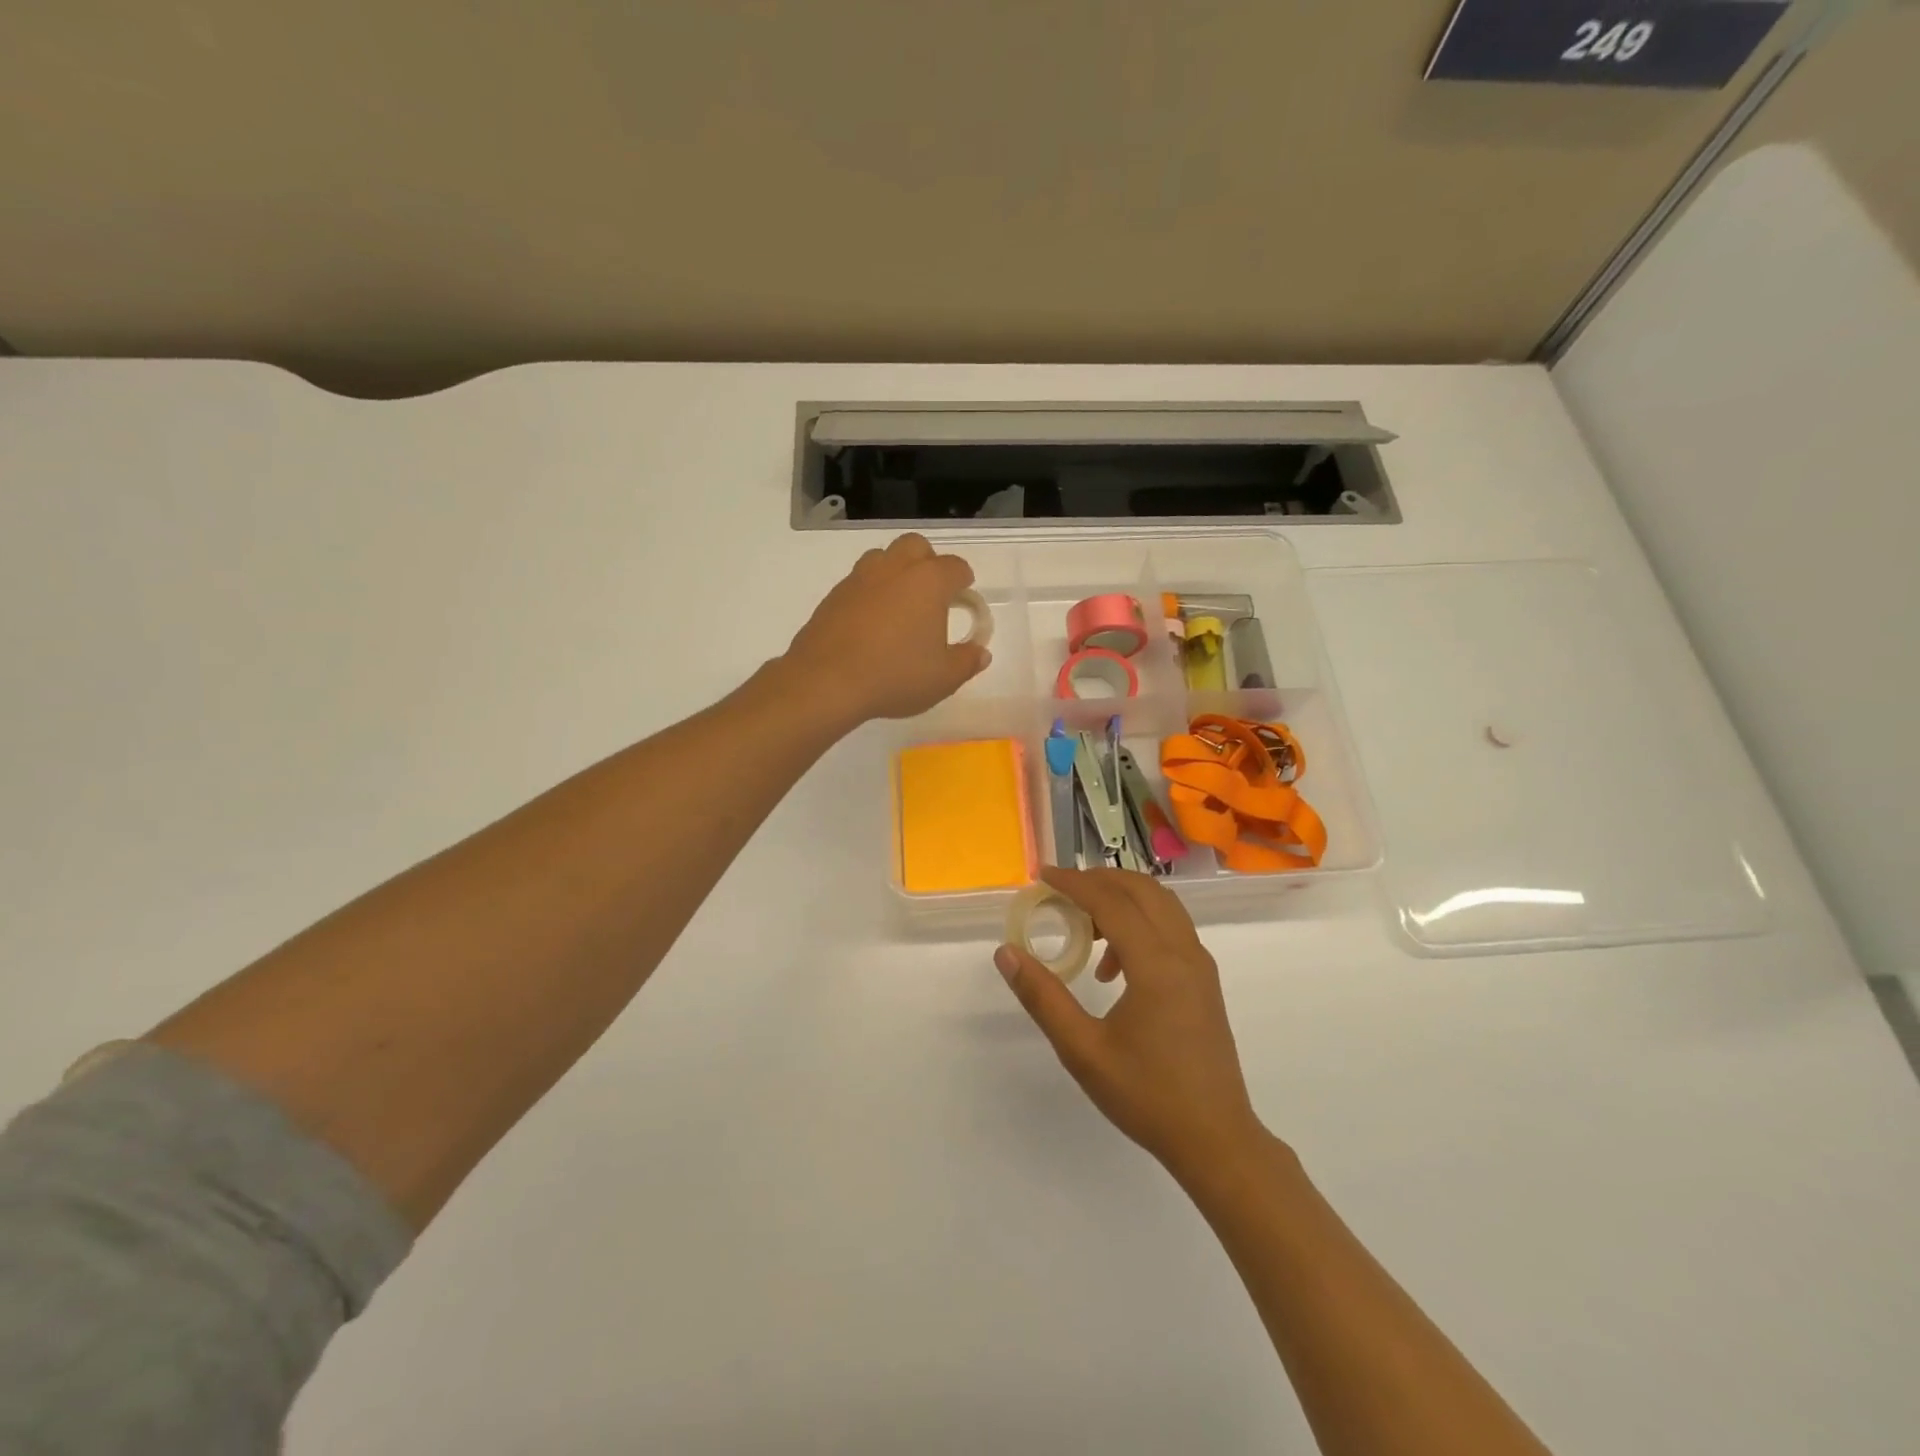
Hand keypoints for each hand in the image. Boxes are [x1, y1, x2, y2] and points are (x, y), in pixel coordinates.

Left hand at [782, 533, 989, 727]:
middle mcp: (894, 569)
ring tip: (899, 607)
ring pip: (883, 557)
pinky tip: (870, 624)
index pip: (955, 567)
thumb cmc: (895, 676)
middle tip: (932, 595)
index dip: (964, 581)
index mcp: (929, 582)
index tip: (964, 597)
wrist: (826, 681)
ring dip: (896, 572)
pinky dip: (870, 593)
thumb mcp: (943, 678)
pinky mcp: (833, 595)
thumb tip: (981, 652)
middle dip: (928, 563)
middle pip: (916, 546)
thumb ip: (966, 662)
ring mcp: (860, 578)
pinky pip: (859, 581)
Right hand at [995, 867, 1269, 1187]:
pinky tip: (1114, 965)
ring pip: (1161, 904)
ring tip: (1085, 925)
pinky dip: (1140, 921)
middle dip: (1099, 880)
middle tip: (1061, 892)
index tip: (1042, 875)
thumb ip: (1043, 997)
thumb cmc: (1147, 1097)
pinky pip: (1171, 927)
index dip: (1074, 883)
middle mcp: (1184, 952)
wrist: (1216, 1139)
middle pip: (1142, 890)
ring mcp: (1200, 965)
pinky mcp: (1204, 979)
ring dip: (1122, 898)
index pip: (1111, 901)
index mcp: (1157, 965)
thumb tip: (1007, 953)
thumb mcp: (1083, 1051)